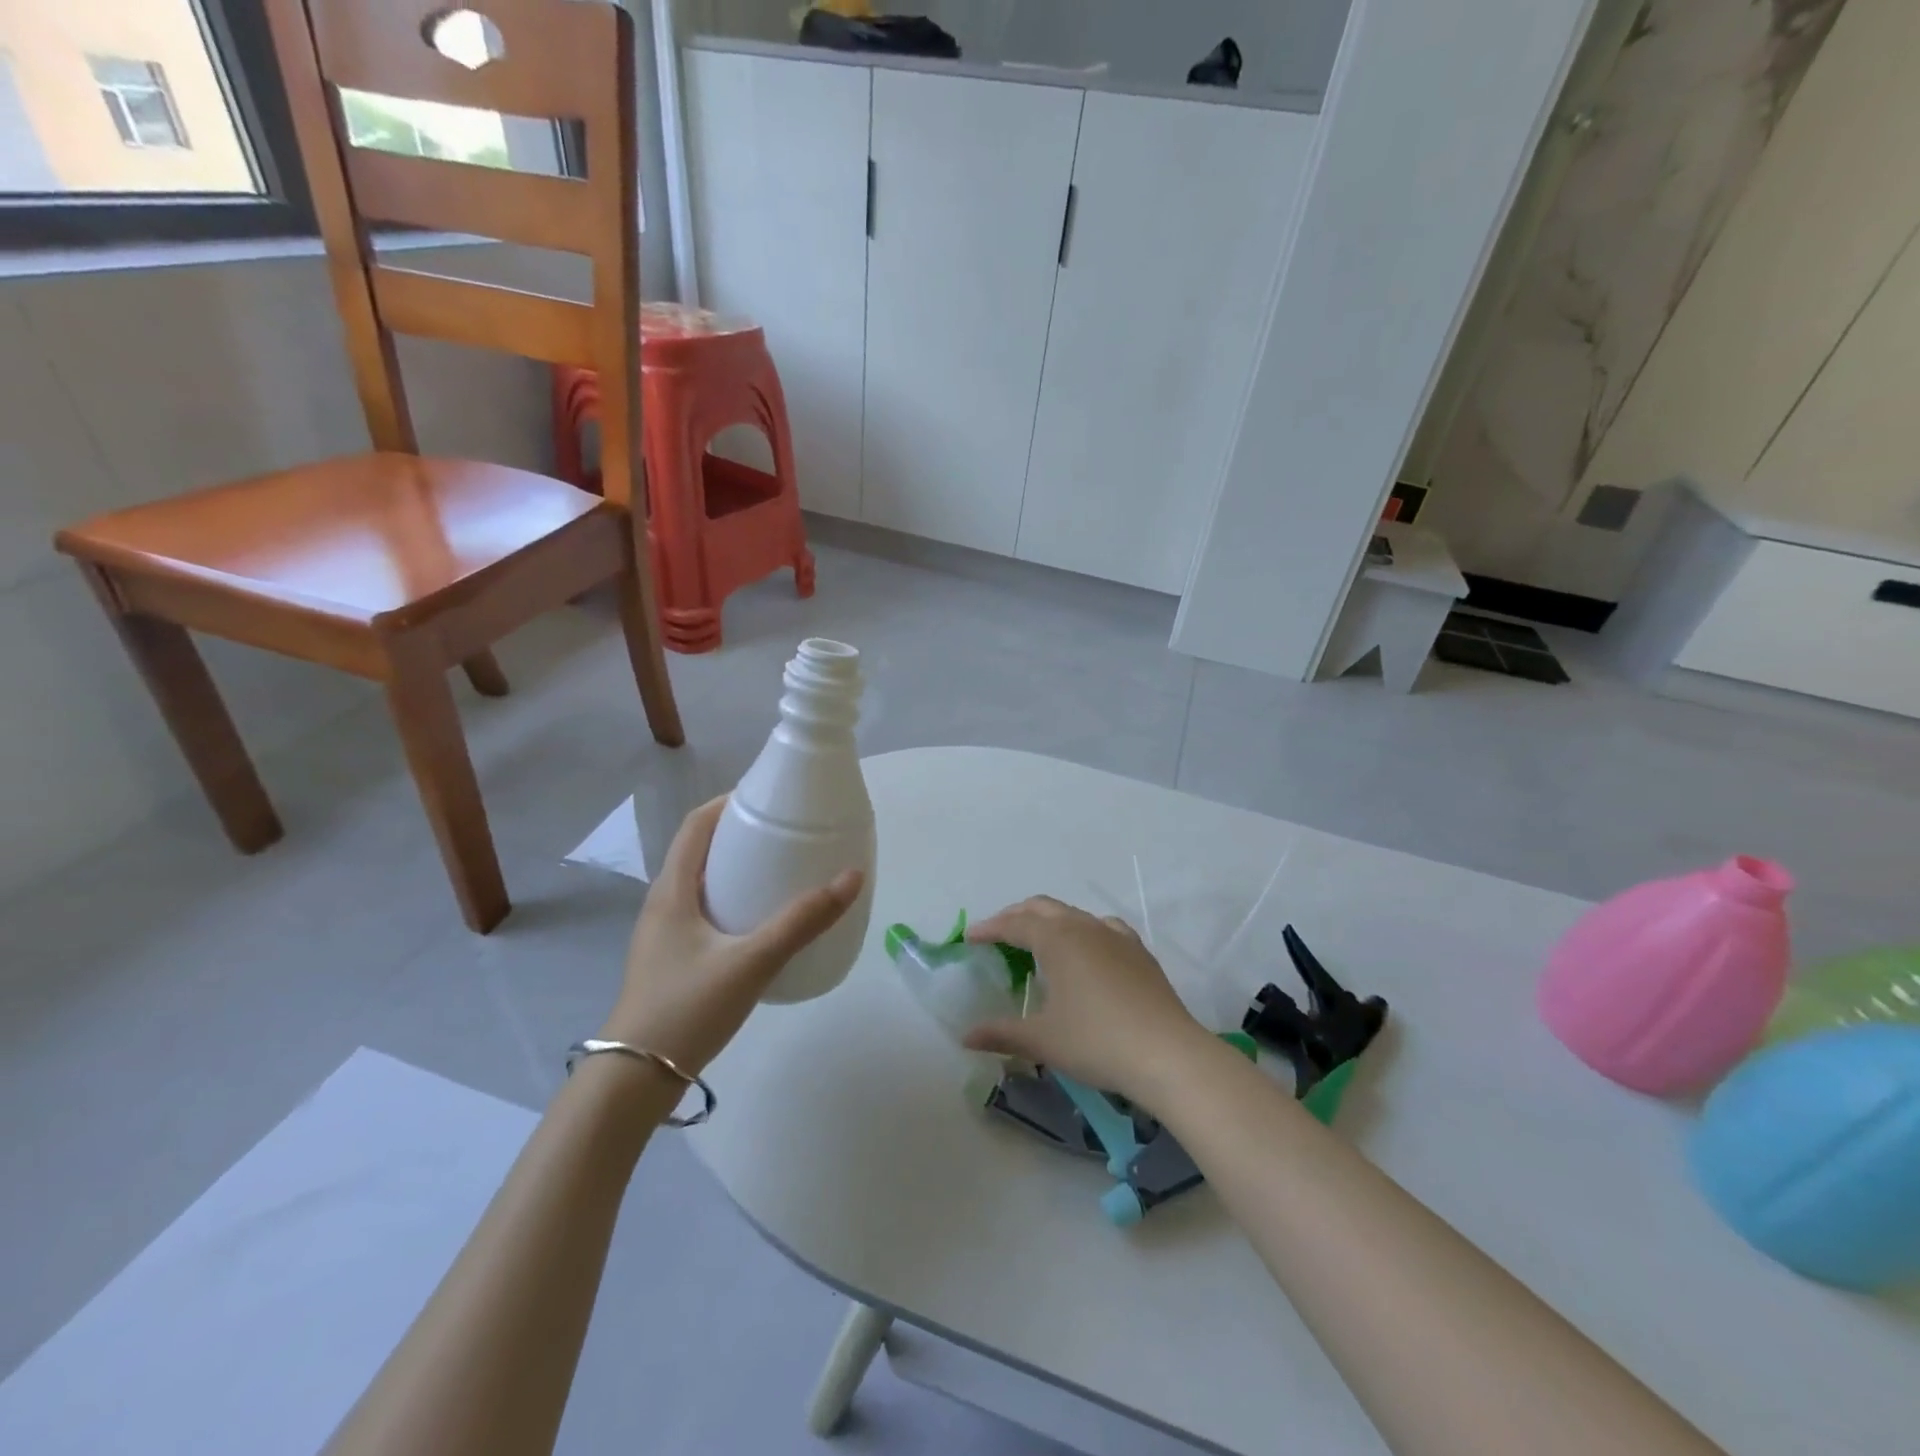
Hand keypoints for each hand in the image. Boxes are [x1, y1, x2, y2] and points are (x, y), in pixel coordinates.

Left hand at [601, 797, 861, 1075]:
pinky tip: (762, 921)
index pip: (695, 825)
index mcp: (671, 890)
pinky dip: (733, 899)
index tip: (769, 796)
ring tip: (781, 869)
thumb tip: (851, 877)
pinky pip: (704, 911)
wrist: (634, 1080)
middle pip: (699, 850)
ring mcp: (664, 933)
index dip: (728, 802)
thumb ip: (802, 922)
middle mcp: (663, 903)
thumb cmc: (687, 1009)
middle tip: (785, 832)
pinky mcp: (672, 959)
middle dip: (740, 833)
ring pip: (702, 883)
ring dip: (736, 867)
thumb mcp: (751, 962)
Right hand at [962, 896, 1218, 1105]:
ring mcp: (1115, 935)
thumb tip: (966, 1037)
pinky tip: (1086, 951)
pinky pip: (1102, 928)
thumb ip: (1001, 1033)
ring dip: (1048, 921)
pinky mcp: (1138, 951)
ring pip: (1072, 914)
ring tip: (1037, 942)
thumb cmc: (1096, 1042)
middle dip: (1015, 916)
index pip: (1014, 924)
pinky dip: (1082, 931)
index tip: (969, 938)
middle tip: (996, 935)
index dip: (989, 929)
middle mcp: (1083, 927)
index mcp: (1056, 939)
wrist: (1167, 1053)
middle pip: (1042, 908)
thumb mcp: (1042, 1040)